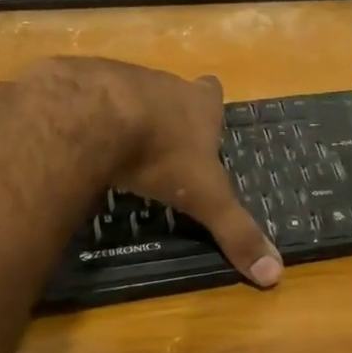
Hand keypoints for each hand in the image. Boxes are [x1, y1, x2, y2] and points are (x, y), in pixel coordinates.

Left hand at [18, 59, 283, 287]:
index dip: (209, 104)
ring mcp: (119, 76)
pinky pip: (83, 99)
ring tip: (116, 146)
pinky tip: (77, 141)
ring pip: (127, 93)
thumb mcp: (204, 199)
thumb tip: (274, 275)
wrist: (90, 115)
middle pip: (170, 93)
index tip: (203, 122)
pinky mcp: (77, 81)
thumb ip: (235, 232)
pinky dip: (83, 118)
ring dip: (123, 116)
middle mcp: (163, 83)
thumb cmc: (160, 154)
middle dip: (166, 114)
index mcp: (198, 104)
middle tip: (160, 146)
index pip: (212, 92)